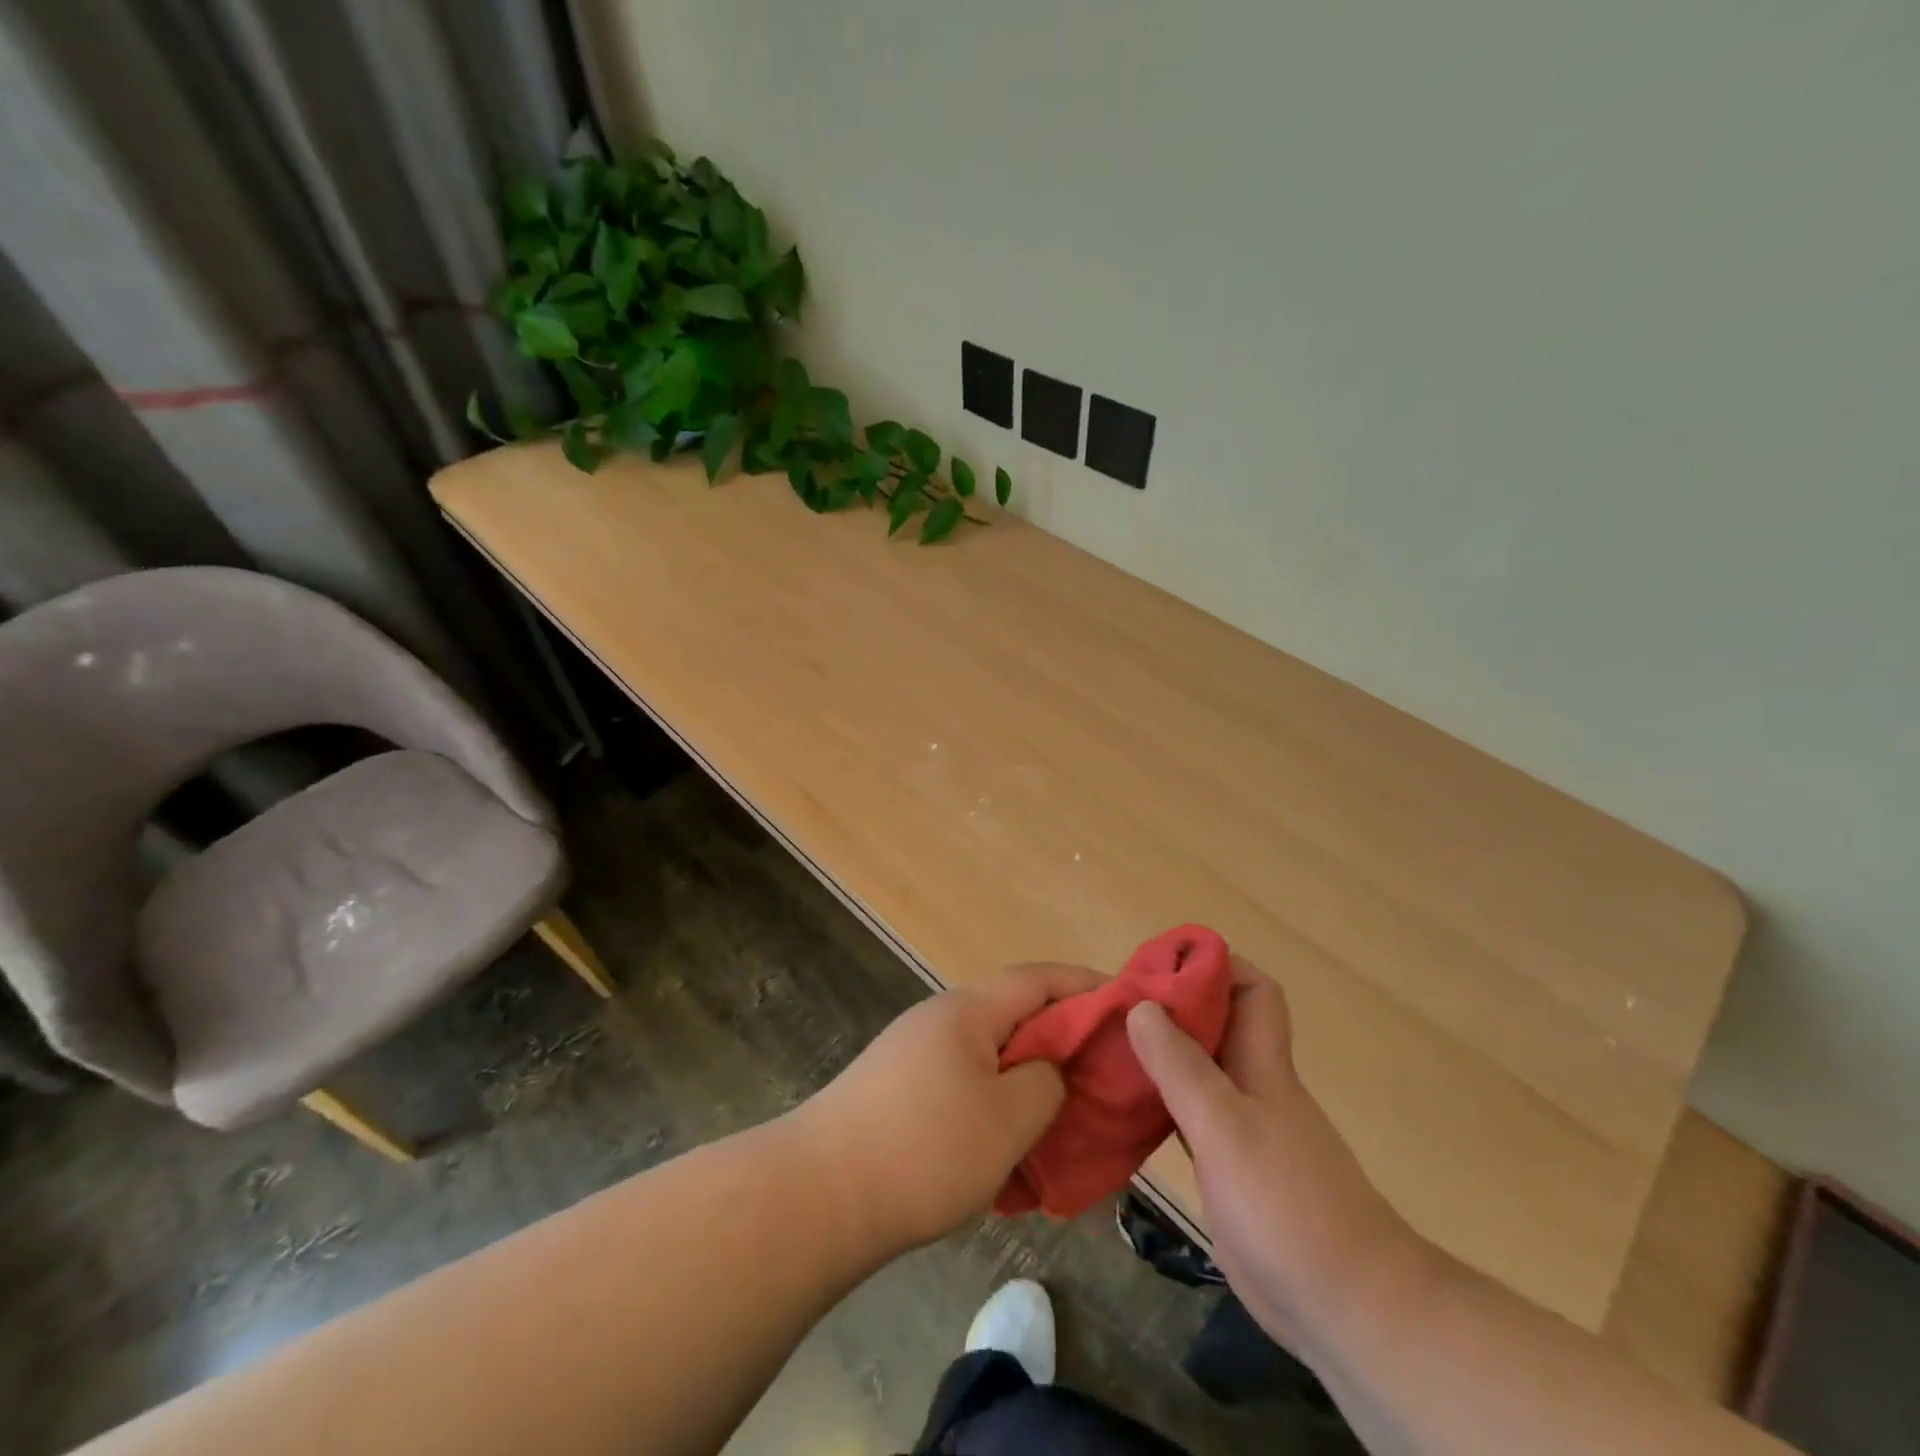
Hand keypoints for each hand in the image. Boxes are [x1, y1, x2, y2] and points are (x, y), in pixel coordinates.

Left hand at [793, 962, 1105, 1255]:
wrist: (818, 1196)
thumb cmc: (925, 1148)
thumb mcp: (1009, 1118)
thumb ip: (1046, 1082)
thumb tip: (1047, 1070)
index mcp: (969, 1010)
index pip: (1040, 978)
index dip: (1087, 986)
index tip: (1129, 1005)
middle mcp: (941, 1020)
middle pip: (1016, 1018)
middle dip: (1061, 1046)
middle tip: (1101, 1081)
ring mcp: (915, 1056)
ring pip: (991, 1060)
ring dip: (1028, 1087)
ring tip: (1060, 1127)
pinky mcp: (899, 1093)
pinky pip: (964, 1089)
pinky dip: (994, 1111)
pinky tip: (1007, 1157)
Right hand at [1125, 958, 1423, 1353]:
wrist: (1347, 1307)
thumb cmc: (1288, 1204)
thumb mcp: (1225, 1127)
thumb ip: (1181, 1066)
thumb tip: (1140, 1004)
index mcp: (1262, 1064)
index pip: (1252, 989)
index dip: (1215, 965)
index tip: (1161, 963)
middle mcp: (1252, 1086)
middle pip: (1215, 1026)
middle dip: (1169, 1006)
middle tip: (1113, 1004)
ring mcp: (1242, 1129)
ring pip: (1196, 1070)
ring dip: (1157, 1054)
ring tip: (1103, 1046)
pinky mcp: (1229, 1168)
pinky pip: (1188, 1116)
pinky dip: (1158, 1102)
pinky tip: (1122, 1108)